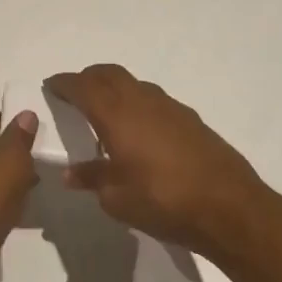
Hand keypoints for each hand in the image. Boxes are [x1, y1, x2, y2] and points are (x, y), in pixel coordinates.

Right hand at [45, 64, 273, 256]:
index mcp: (118, 116)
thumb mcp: (117, 197)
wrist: (229, 207)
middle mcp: (143, 102)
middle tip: (75, 90)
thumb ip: (92, 178)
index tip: (52, 85)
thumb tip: (71, 174)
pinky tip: (138, 130)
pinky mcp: (192, 121)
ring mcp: (171, 108)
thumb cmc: (163, 201)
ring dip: (115, 88)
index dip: (65, 84)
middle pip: (110, 74)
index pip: (84, 88)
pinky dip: (137, 104)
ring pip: (135, 85)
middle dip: (89, 77)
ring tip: (105, 111)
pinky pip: (155, 100)